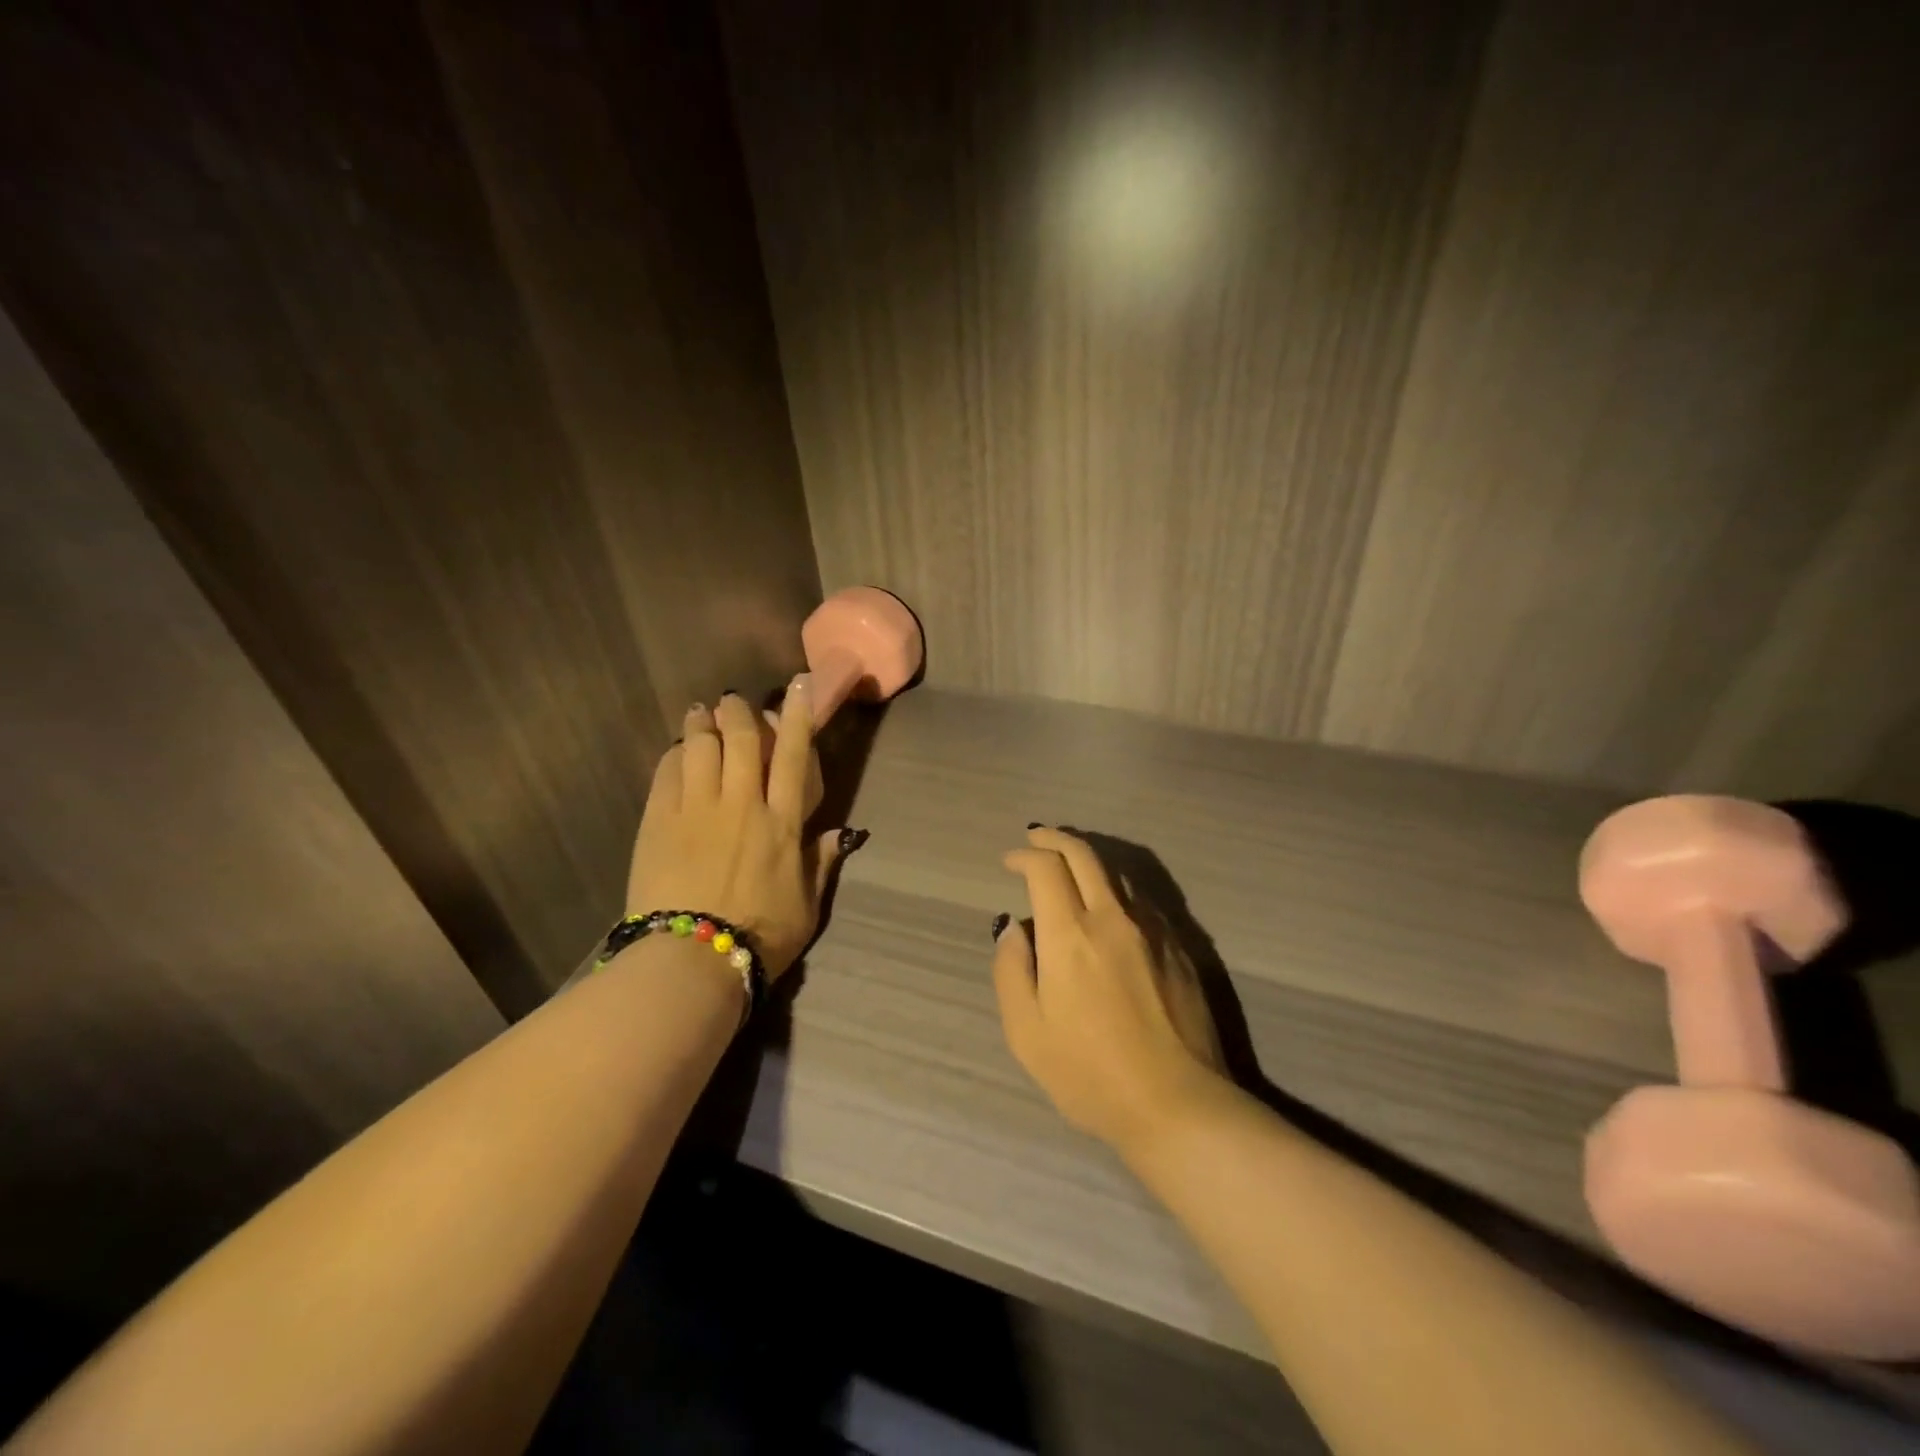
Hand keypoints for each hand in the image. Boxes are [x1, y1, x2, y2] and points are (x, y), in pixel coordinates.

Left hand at [626, 682, 858, 977]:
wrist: (691, 961)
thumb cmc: (761, 936)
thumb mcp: (807, 906)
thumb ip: (822, 864)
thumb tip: (843, 833)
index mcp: (782, 822)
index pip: (794, 756)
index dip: (798, 715)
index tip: (798, 684)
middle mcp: (741, 804)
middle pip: (740, 738)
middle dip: (738, 710)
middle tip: (732, 700)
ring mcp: (695, 810)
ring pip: (699, 747)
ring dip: (701, 724)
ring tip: (700, 714)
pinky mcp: (658, 822)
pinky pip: (666, 773)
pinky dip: (674, 755)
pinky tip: (675, 752)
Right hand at [992, 827, 1229, 1151]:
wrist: (1179, 1106)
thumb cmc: (1090, 1075)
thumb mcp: (1026, 1032)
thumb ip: (1011, 970)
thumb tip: (1013, 928)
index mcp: (1070, 936)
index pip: (1046, 868)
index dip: (1024, 856)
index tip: (1010, 861)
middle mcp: (1112, 918)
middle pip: (1084, 855)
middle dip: (1055, 838)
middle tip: (1036, 839)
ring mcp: (1152, 930)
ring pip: (1116, 872)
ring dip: (1086, 860)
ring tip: (1068, 868)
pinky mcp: (1179, 947)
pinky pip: (1141, 900)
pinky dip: (1115, 888)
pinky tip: (1108, 905)